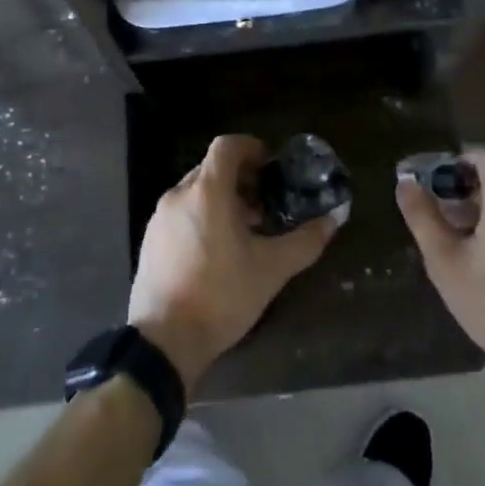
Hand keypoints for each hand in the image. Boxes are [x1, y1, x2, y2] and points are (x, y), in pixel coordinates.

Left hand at [128, 135, 344, 390]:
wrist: (164, 340)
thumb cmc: (221, 295)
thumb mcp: (271, 269)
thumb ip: (305, 241)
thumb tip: (334, 219)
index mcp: (207, 191)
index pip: (227, 145)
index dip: (251, 147)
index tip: (270, 167)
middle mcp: (179, 194)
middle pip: (212, 168)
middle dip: (240, 178)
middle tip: (264, 205)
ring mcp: (160, 217)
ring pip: (195, 191)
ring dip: (221, 199)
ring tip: (244, 231)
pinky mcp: (150, 239)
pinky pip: (180, 212)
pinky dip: (201, 216)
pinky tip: (216, 251)